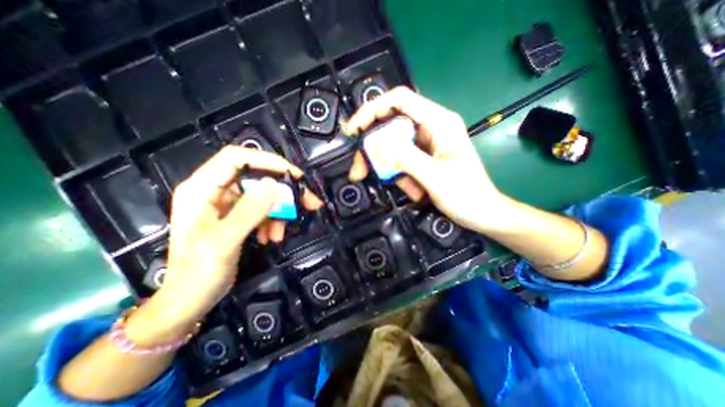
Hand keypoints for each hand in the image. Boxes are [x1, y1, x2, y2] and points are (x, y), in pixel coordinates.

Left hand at [127, 146, 322, 342]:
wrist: (190, 300)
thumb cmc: (197, 273)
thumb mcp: (223, 241)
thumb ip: (249, 211)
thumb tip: (275, 185)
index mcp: (202, 188)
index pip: (237, 159)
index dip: (268, 161)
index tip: (295, 175)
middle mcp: (215, 191)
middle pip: (257, 177)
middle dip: (283, 190)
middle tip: (307, 202)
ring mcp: (227, 204)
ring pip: (264, 195)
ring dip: (279, 211)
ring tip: (280, 232)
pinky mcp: (238, 216)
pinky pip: (263, 210)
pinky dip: (273, 221)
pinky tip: (272, 237)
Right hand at [346, 88, 507, 235]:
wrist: (482, 214)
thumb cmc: (467, 195)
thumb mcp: (435, 176)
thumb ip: (404, 158)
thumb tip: (374, 145)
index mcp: (439, 122)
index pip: (399, 100)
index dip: (372, 109)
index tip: (354, 129)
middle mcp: (431, 127)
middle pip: (391, 125)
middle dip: (372, 147)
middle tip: (359, 168)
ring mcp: (426, 144)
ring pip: (393, 146)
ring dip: (385, 166)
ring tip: (390, 185)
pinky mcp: (423, 158)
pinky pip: (401, 160)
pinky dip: (399, 175)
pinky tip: (411, 191)